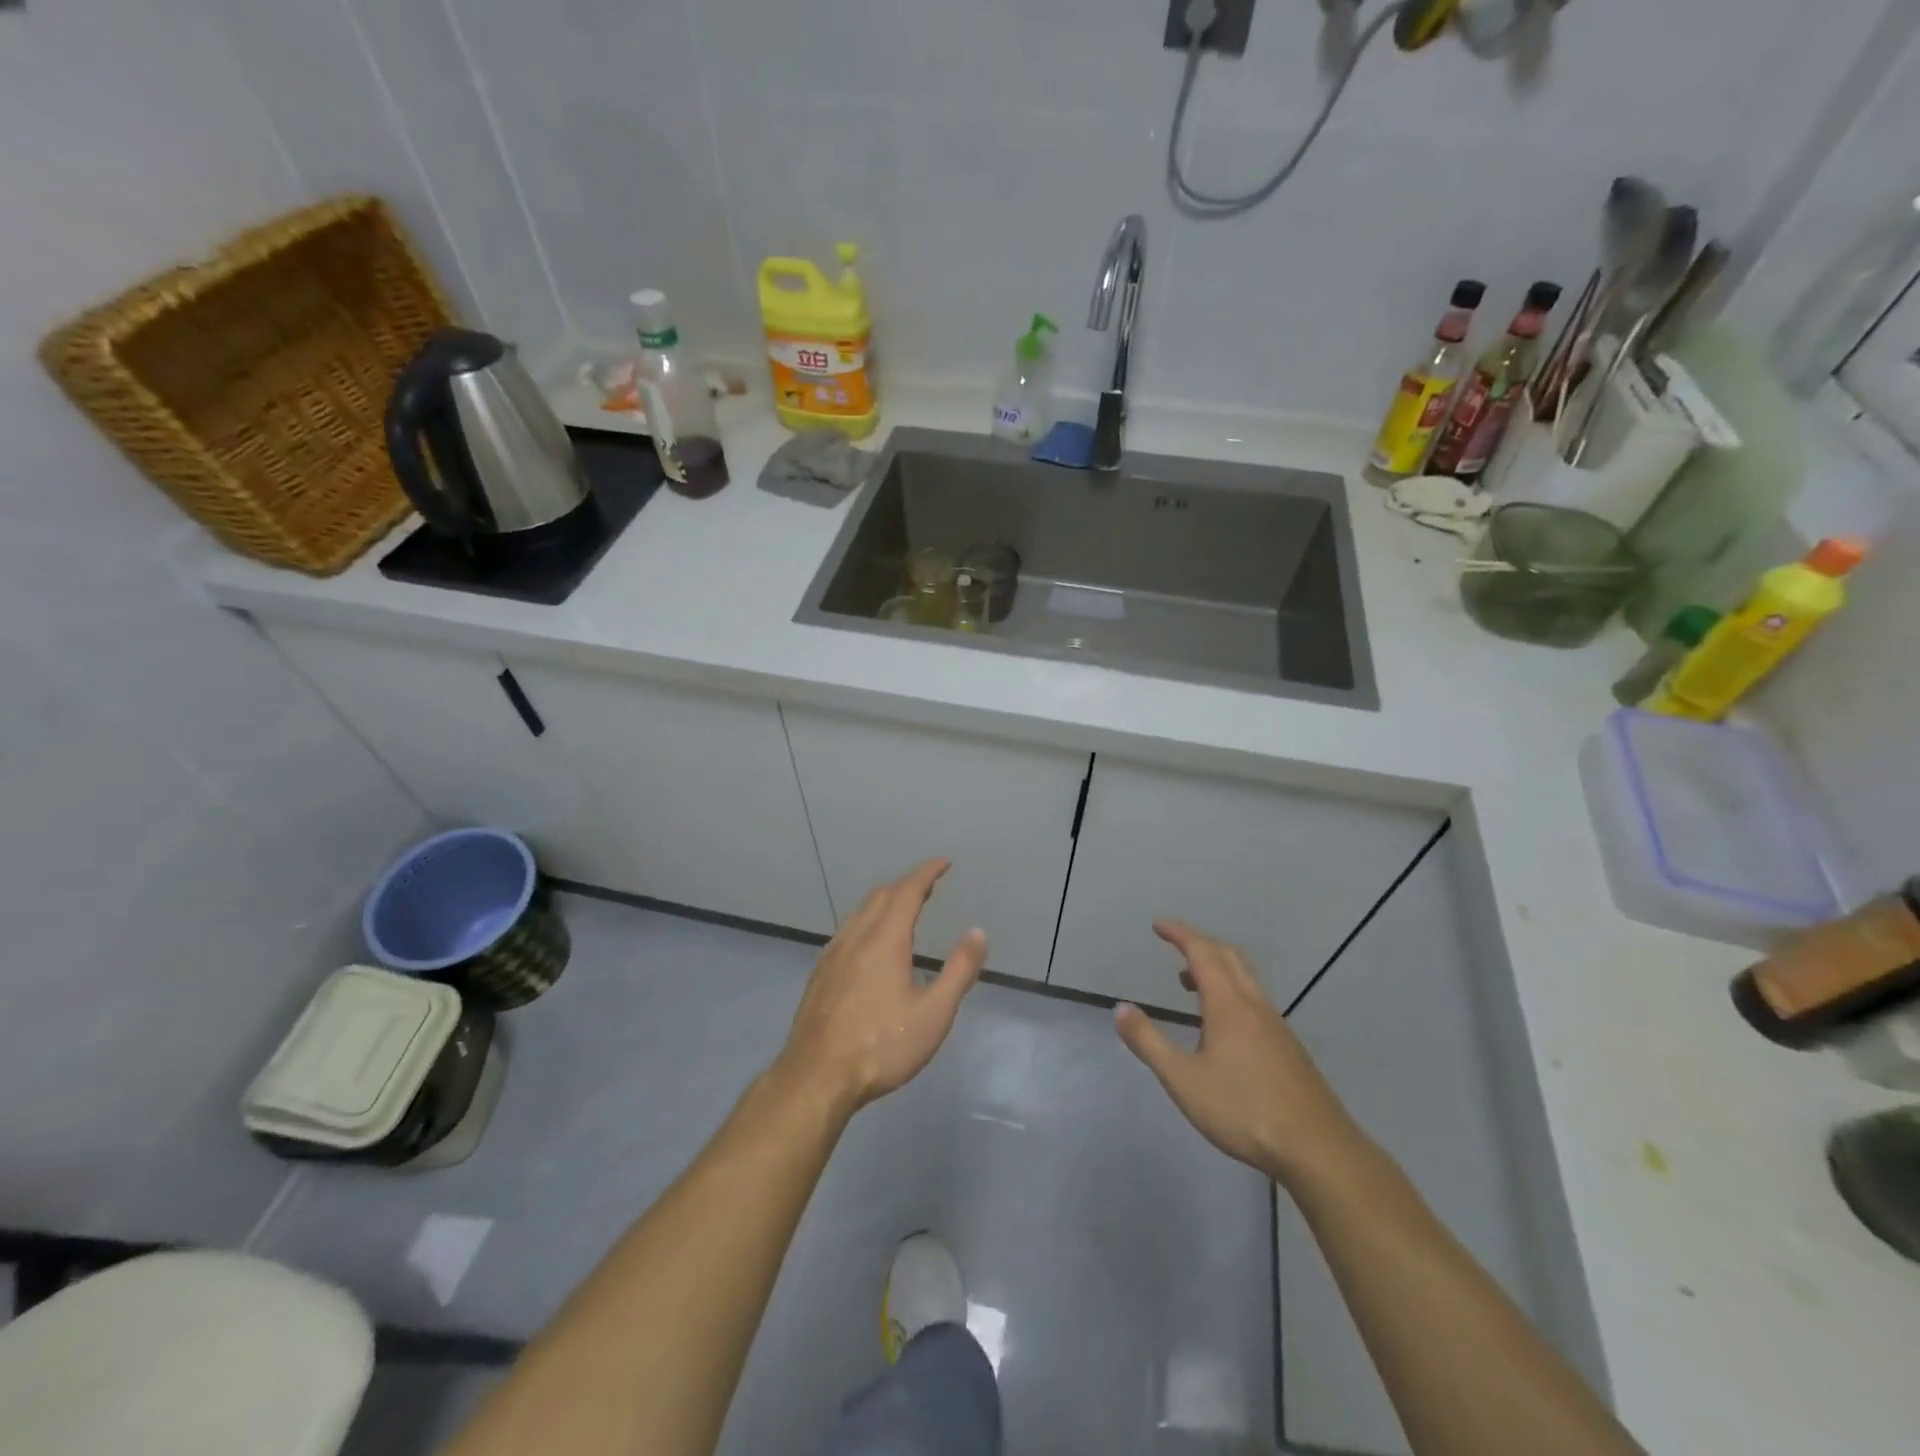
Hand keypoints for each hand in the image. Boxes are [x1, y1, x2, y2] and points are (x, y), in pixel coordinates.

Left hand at [773, 859, 986, 1120]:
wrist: (816, 1077)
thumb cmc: (882, 1046)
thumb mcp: (933, 1014)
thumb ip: (958, 971)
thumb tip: (978, 933)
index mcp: (884, 940)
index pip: (907, 891)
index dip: (926, 872)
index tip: (944, 862)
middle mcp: (856, 937)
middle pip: (881, 896)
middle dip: (907, 883)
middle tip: (929, 884)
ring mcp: (833, 954)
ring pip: (860, 911)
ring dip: (885, 900)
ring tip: (903, 906)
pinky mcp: (820, 974)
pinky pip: (847, 929)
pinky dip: (867, 919)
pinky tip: (870, 942)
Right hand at [1114, 920, 1364, 1187]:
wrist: (1318, 1149)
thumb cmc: (1244, 1110)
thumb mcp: (1183, 1080)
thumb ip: (1149, 1042)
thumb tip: (1121, 1009)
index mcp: (1228, 1004)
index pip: (1202, 952)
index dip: (1179, 934)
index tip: (1158, 925)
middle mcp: (1254, 1004)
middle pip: (1228, 956)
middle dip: (1199, 943)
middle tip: (1173, 944)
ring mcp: (1276, 1025)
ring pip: (1245, 977)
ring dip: (1216, 966)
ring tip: (1189, 982)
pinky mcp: (1288, 1046)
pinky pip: (1254, 999)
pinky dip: (1231, 989)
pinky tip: (1222, 1024)